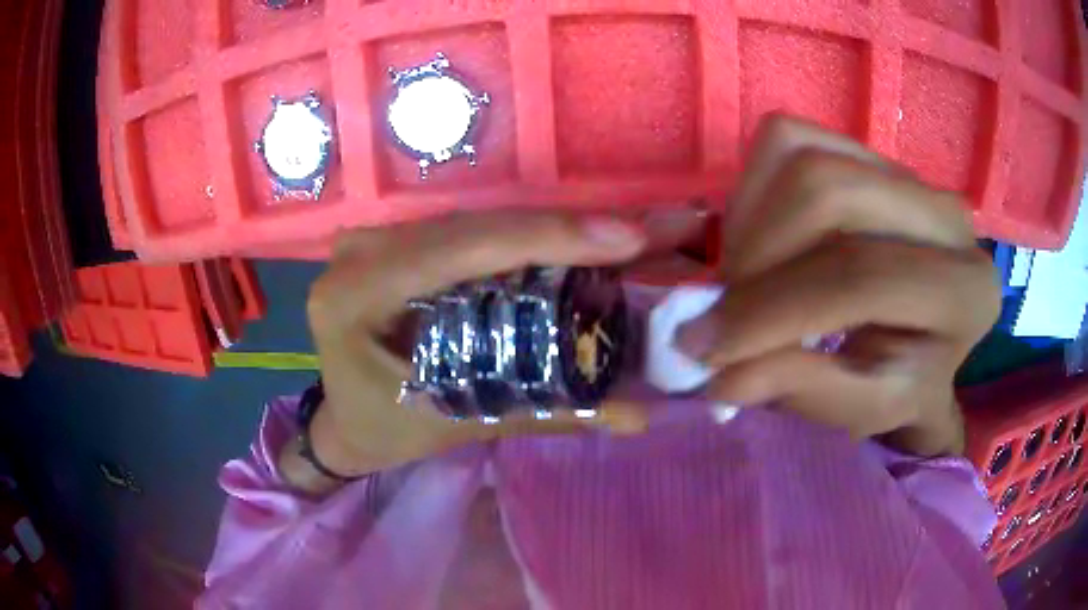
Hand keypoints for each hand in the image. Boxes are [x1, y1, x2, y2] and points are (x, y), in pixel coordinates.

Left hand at [301, 210, 700, 480]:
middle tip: (651, 229)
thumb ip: (543, 413)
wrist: (345, 420)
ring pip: (482, 222)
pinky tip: (580, 242)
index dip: (547, 237)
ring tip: (631, 234)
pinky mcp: (400, 241)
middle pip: (478, 226)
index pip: (459, 249)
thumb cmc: (384, 430)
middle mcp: (363, 249)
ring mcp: (379, 237)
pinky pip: (473, 232)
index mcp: (356, 293)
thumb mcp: (453, 425)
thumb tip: (638, 412)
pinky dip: (530, 240)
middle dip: (569, 228)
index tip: (627, 237)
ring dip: (557, 230)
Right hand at [678, 116, 999, 455]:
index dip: (773, 310)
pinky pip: (789, 138)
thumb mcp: (862, 407)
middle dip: (755, 255)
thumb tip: (719, 373)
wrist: (926, 335)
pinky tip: (761, 239)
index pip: (863, 277)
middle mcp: (946, 214)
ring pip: (802, 156)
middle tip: (719, 309)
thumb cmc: (903, 380)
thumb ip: (803, 389)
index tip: (703, 347)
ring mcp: (905, 170)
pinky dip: (753, 187)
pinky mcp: (866, 148)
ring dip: (749, 221)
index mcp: (964, 291)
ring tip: (742, 279)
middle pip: (828, 193)